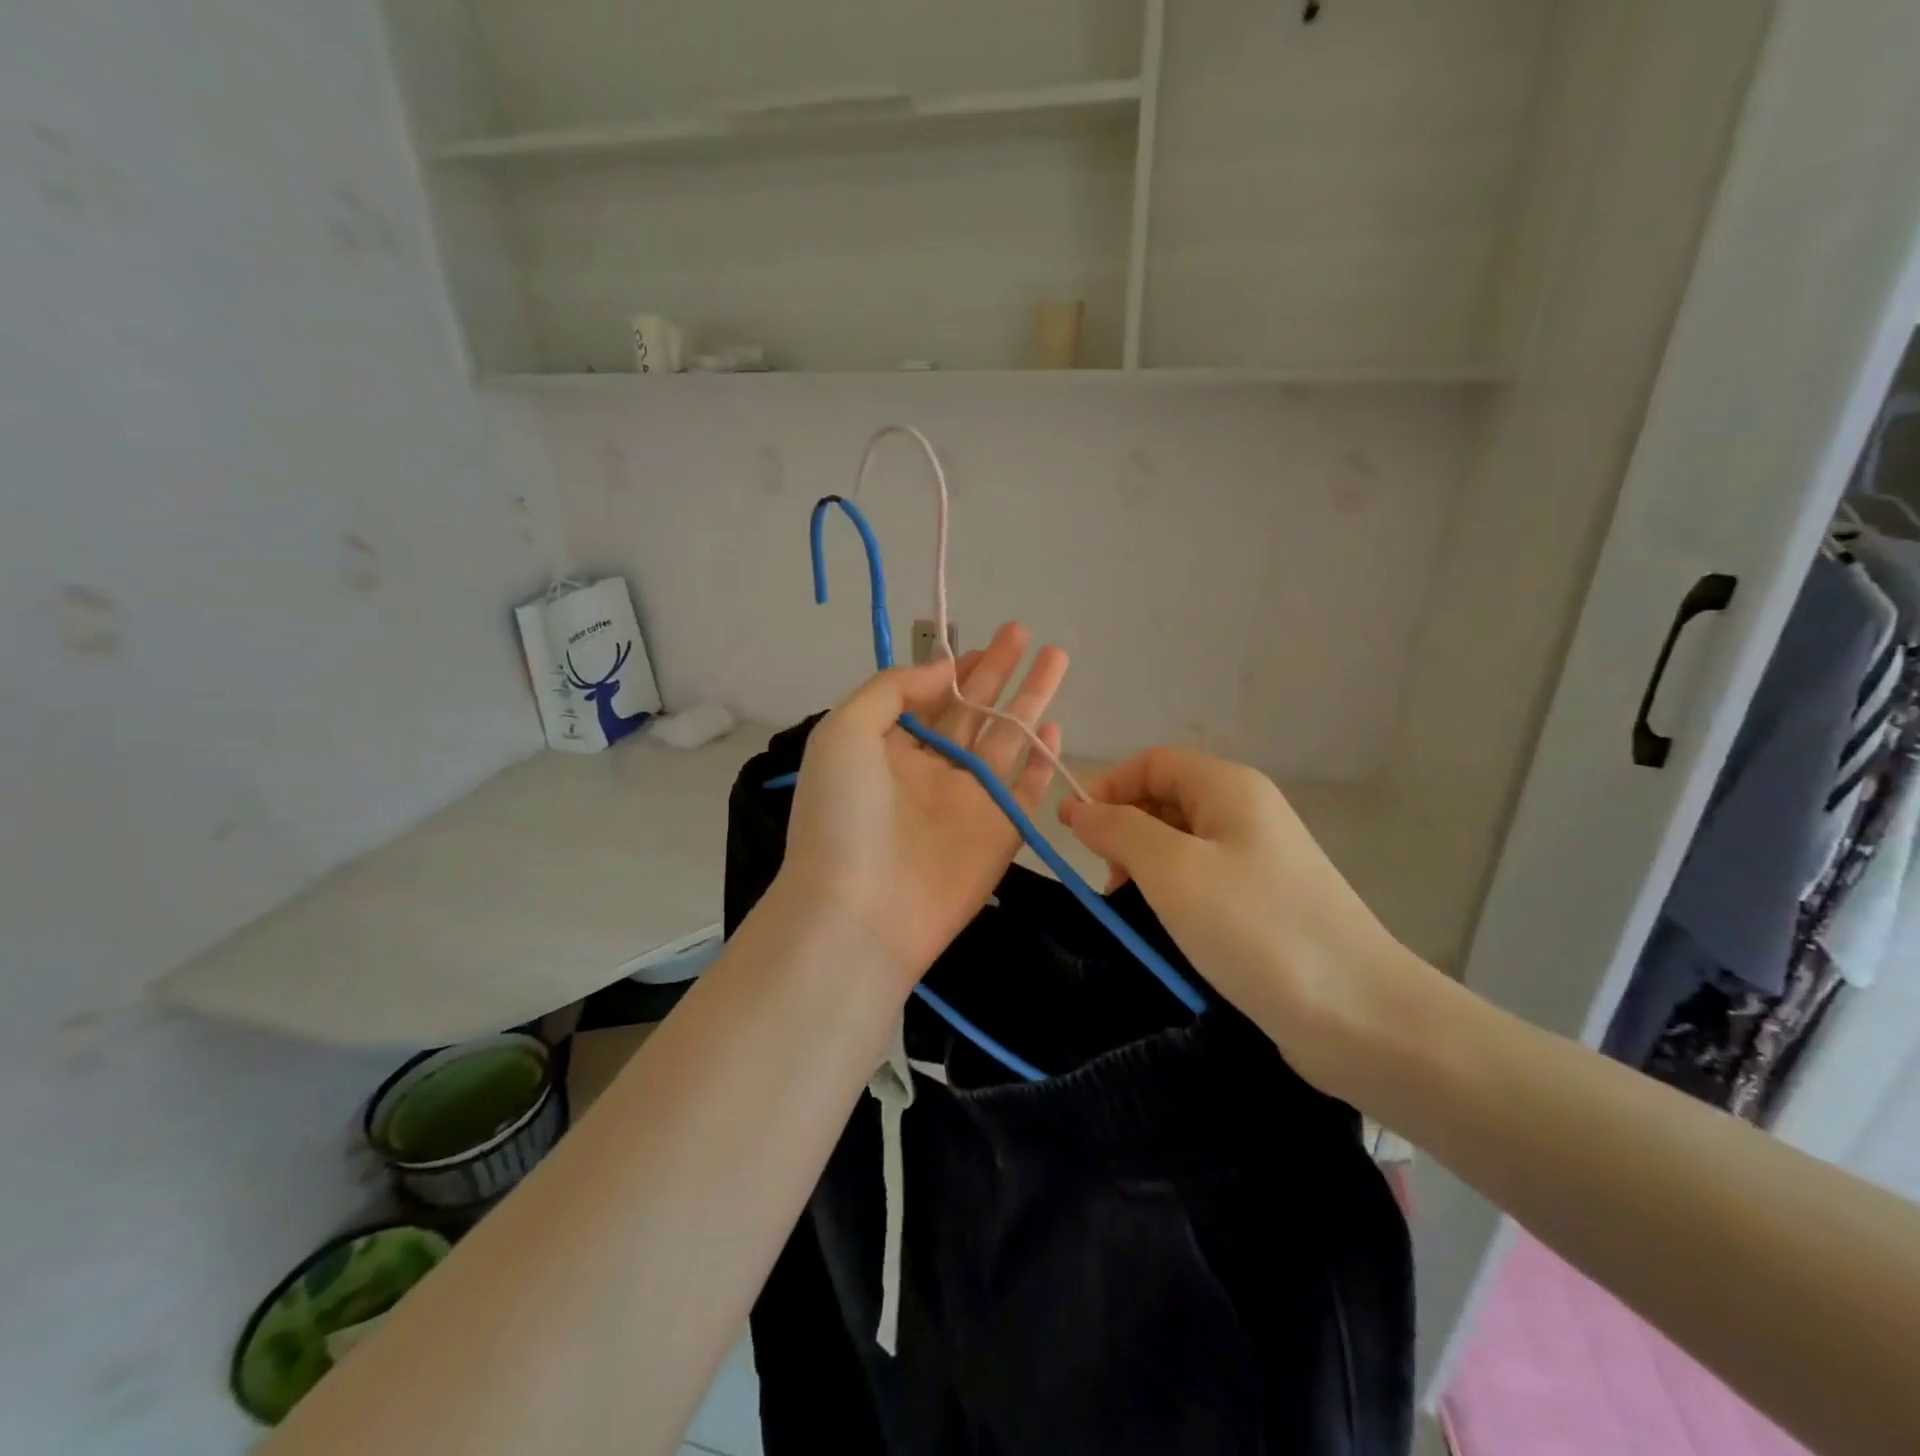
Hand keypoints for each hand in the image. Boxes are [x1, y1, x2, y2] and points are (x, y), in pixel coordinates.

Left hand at [777, 622, 1067, 991]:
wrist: (860, 912)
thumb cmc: (844, 814)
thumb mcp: (844, 732)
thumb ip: (892, 690)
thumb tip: (943, 670)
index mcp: (889, 748)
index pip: (931, 698)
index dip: (958, 669)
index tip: (983, 642)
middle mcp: (931, 770)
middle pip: (975, 711)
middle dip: (1000, 672)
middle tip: (1025, 633)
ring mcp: (968, 802)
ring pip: (1008, 740)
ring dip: (1031, 701)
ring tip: (1057, 658)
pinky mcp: (1000, 833)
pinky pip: (1028, 789)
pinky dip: (1044, 761)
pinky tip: (1058, 728)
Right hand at [1059, 747, 1433, 1095]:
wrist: (1358, 1013)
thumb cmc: (1255, 928)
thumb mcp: (1172, 870)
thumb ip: (1120, 830)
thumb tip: (1081, 808)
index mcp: (1229, 787)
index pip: (1152, 762)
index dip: (1108, 787)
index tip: (1073, 830)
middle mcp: (1247, 812)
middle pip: (1166, 798)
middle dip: (1124, 828)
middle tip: (1104, 879)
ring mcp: (1260, 858)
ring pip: (1181, 843)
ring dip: (1143, 865)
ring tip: (1127, 908)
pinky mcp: (1265, 902)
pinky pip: (1203, 879)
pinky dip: (1172, 894)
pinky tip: (1163, 928)